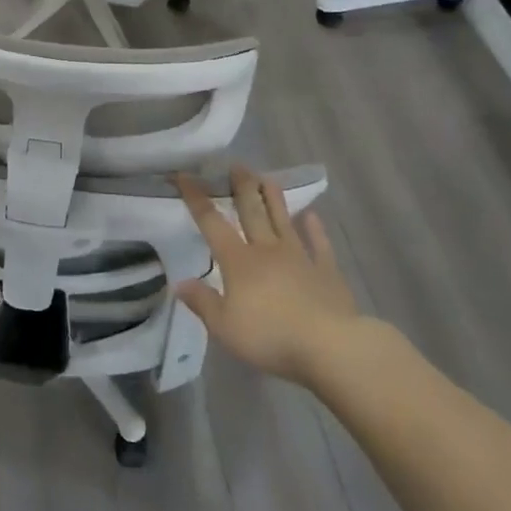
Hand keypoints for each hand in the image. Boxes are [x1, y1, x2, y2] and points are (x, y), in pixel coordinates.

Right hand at [176, 167, 361, 383]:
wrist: (330, 346)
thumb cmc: (270, 336)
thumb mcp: (224, 328)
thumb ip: (202, 302)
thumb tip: (180, 282)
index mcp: (238, 261)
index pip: (212, 223)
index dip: (196, 198)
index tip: (185, 175)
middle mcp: (267, 250)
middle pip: (251, 212)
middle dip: (241, 187)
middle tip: (236, 165)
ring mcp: (300, 258)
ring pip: (283, 221)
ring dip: (273, 198)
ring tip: (266, 177)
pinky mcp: (327, 272)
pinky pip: (320, 245)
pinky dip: (315, 229)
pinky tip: (312, 216)